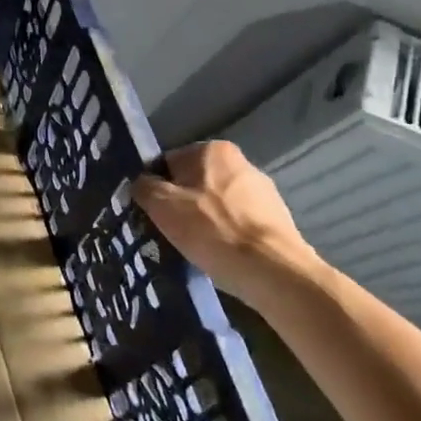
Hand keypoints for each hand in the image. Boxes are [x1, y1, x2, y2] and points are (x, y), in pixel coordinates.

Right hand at [133, 141, 319, 307]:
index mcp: (212, 150)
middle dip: (182, 204)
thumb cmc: (211, 230)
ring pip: (217, 204)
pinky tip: (222, 255)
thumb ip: (144, 187)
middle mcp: (241, 162)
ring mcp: (263, 191)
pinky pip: (238, 222)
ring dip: (205, 221)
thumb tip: (142, 184)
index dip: (156, 189)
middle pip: (194, 182)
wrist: (273, 271)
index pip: (168, 164)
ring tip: (198, 248)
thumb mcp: (162, 205)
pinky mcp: (278, 218)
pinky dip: (227, 235)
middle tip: (172, 233)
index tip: (154, 215)